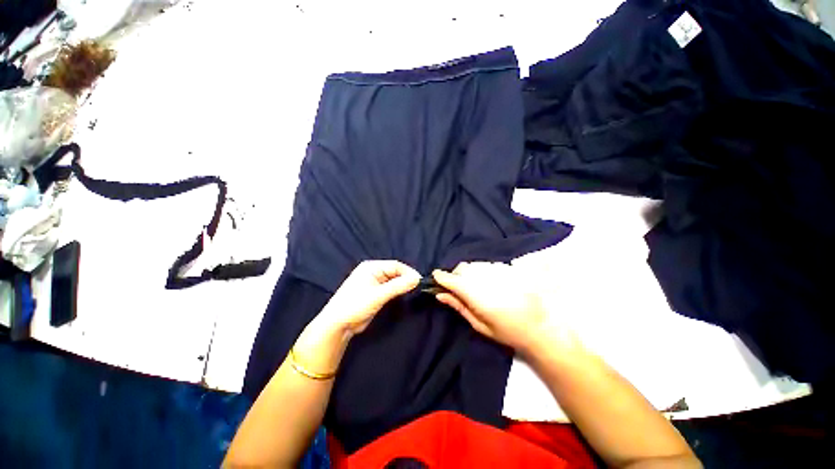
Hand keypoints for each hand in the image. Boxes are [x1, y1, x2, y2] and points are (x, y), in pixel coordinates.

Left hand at [318, 260, 420, 337]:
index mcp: (372, 267)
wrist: (338, 325)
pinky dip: (397, 291)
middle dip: (406, 279)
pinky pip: (390, 288)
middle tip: (417, 287)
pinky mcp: (375, 293)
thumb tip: (417, 279)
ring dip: (402, 285)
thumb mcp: (378, 295)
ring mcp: (374, 283)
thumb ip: (398, 286)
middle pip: (395, 272)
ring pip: (393, 281)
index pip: (395, 265)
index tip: (419, 281)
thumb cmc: (356, 305)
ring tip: (412, 291)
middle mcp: (373, 272)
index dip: (408, 272)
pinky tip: (403, 295)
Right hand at [433, 262, 575, 354]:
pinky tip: (489, 284)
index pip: (452, 279)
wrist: (541, 327)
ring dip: (468, 273)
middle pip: (461, 268)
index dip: (440, 277)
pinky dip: (481, 272)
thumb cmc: (507, 331)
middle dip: (455, 276)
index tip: (435, 278)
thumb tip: (439, 294)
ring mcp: (497, 270)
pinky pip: (486, 265)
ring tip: (475, 288)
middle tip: (457, 289)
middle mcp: (485, 277)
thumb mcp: (479, 325)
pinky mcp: (506, 268)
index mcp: (476, 294)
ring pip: (473, 265)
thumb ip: (458, 306)